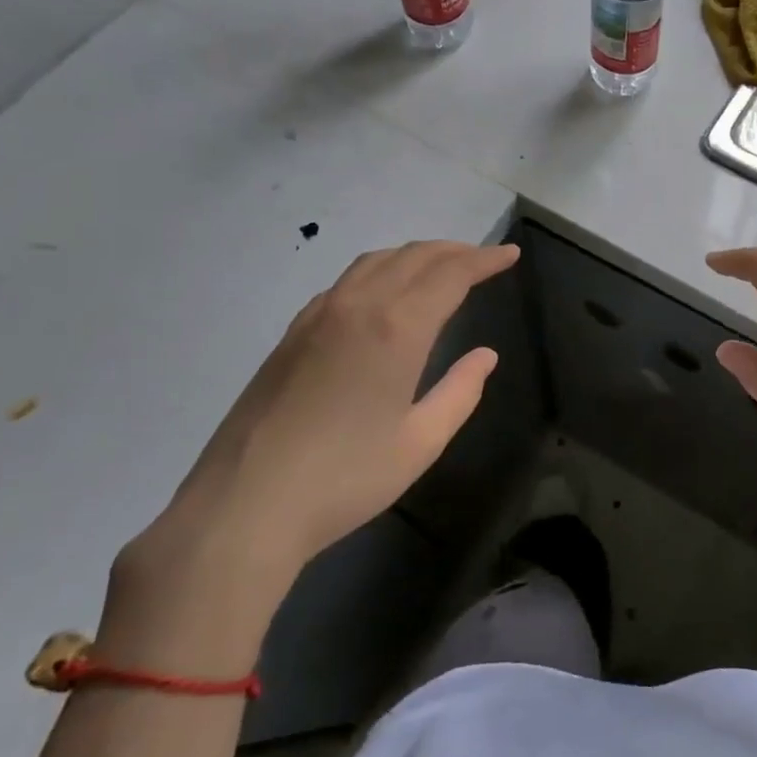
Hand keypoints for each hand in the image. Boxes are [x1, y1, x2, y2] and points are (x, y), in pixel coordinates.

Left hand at [102, 240, 519, 672]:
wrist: (245, 505)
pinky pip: (345, 282)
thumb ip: (460, 392)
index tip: (510, 255)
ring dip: (414, 255)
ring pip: (374, 262)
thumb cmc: (346, 478)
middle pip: (412, 257)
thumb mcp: (420, 442)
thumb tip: (485, 356)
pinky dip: (379, 272)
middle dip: (454, 251)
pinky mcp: (292, 333)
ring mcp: (317, 316)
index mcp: (396, 328)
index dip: (484, 260)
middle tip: (484, 258)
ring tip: (440, 267)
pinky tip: (383, 294)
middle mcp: (357, 306)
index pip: (450, 274)